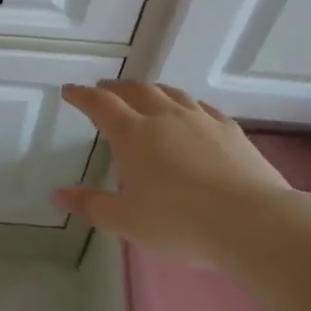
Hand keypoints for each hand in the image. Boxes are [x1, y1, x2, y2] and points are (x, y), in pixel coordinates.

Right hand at [54, 81, 291, 264]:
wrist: (252, 222)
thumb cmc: (180, 222)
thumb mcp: (127, 221)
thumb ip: (91, 205)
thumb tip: (58, 194)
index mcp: (133, 134)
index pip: (100, 105)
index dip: (82, 96)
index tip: (70, 90)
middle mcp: (164, 116)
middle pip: (135, 90)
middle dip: (115, 88)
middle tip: (104, 89)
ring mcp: (200, 119)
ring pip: (170, 93)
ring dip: (150, 90)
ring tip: (144, 94)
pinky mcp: (230, 129)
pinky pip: (201, 107)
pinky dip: (186, 104)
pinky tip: (190, 113)